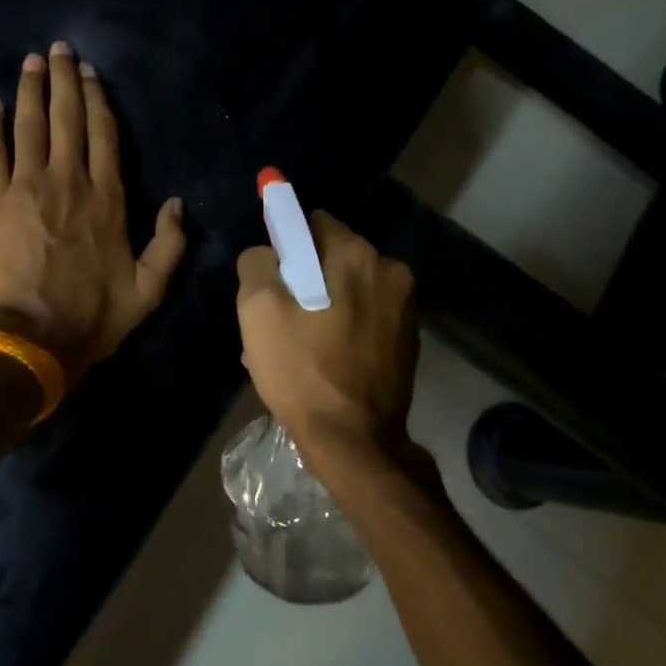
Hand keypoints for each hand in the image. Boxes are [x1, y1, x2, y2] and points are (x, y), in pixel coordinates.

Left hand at [0, 41, 186, 381]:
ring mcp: (28, 186)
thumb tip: (178, 203)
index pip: (104, 134)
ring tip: (30, 62)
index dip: (97, 99)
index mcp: (108, 198)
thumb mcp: (149, 289)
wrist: (33, 337)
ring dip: (30, 90)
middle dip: (63, 79)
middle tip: (58, 48)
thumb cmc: (93, 316)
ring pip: (30, 125)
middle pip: (67, 117)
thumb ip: (170, 244)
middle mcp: (69, 180)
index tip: (90, 73)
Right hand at [236, 212, 421, 483]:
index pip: (314, 223)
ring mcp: (406, 308)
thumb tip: (267, 254)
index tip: (271, 278)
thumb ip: (257, 263)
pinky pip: (364, 318)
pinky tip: (320, 360)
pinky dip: (340, 328)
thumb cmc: (302, 370)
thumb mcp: (258, 310)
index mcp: (358, 255)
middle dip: (303, 280)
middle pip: (332, 259)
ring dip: (320, 307)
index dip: (286, 246)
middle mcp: (391, 271)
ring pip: (347, 291)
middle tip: (277, 320)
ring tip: (295, 347)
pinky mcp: (408, 340)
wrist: (354, 441)